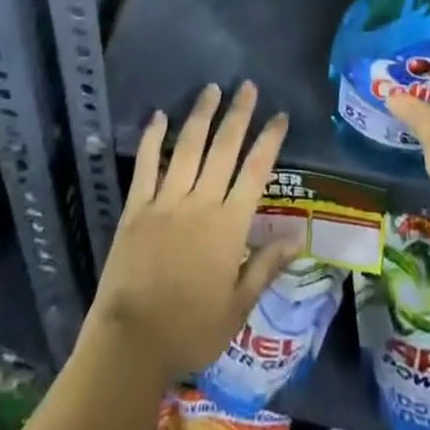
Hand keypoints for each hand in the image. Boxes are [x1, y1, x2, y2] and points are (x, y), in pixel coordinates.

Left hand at [89, 81, 302, 382]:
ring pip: (188, 147)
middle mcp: (201, 202)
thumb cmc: (191, 330)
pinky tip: (159, 116)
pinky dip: (152, 138)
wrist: (132, 344)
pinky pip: (146, 165)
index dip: (269, 141)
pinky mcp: (137, 207)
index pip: (256, 172)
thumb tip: (297, 236)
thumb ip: (266, 267)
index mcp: (229, 226)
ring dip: (202, 115)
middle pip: (224, 149)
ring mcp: (167, 201)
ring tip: (212, 88)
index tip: (279, 115)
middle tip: (248, 86)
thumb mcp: (237, 308)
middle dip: (238, 115)